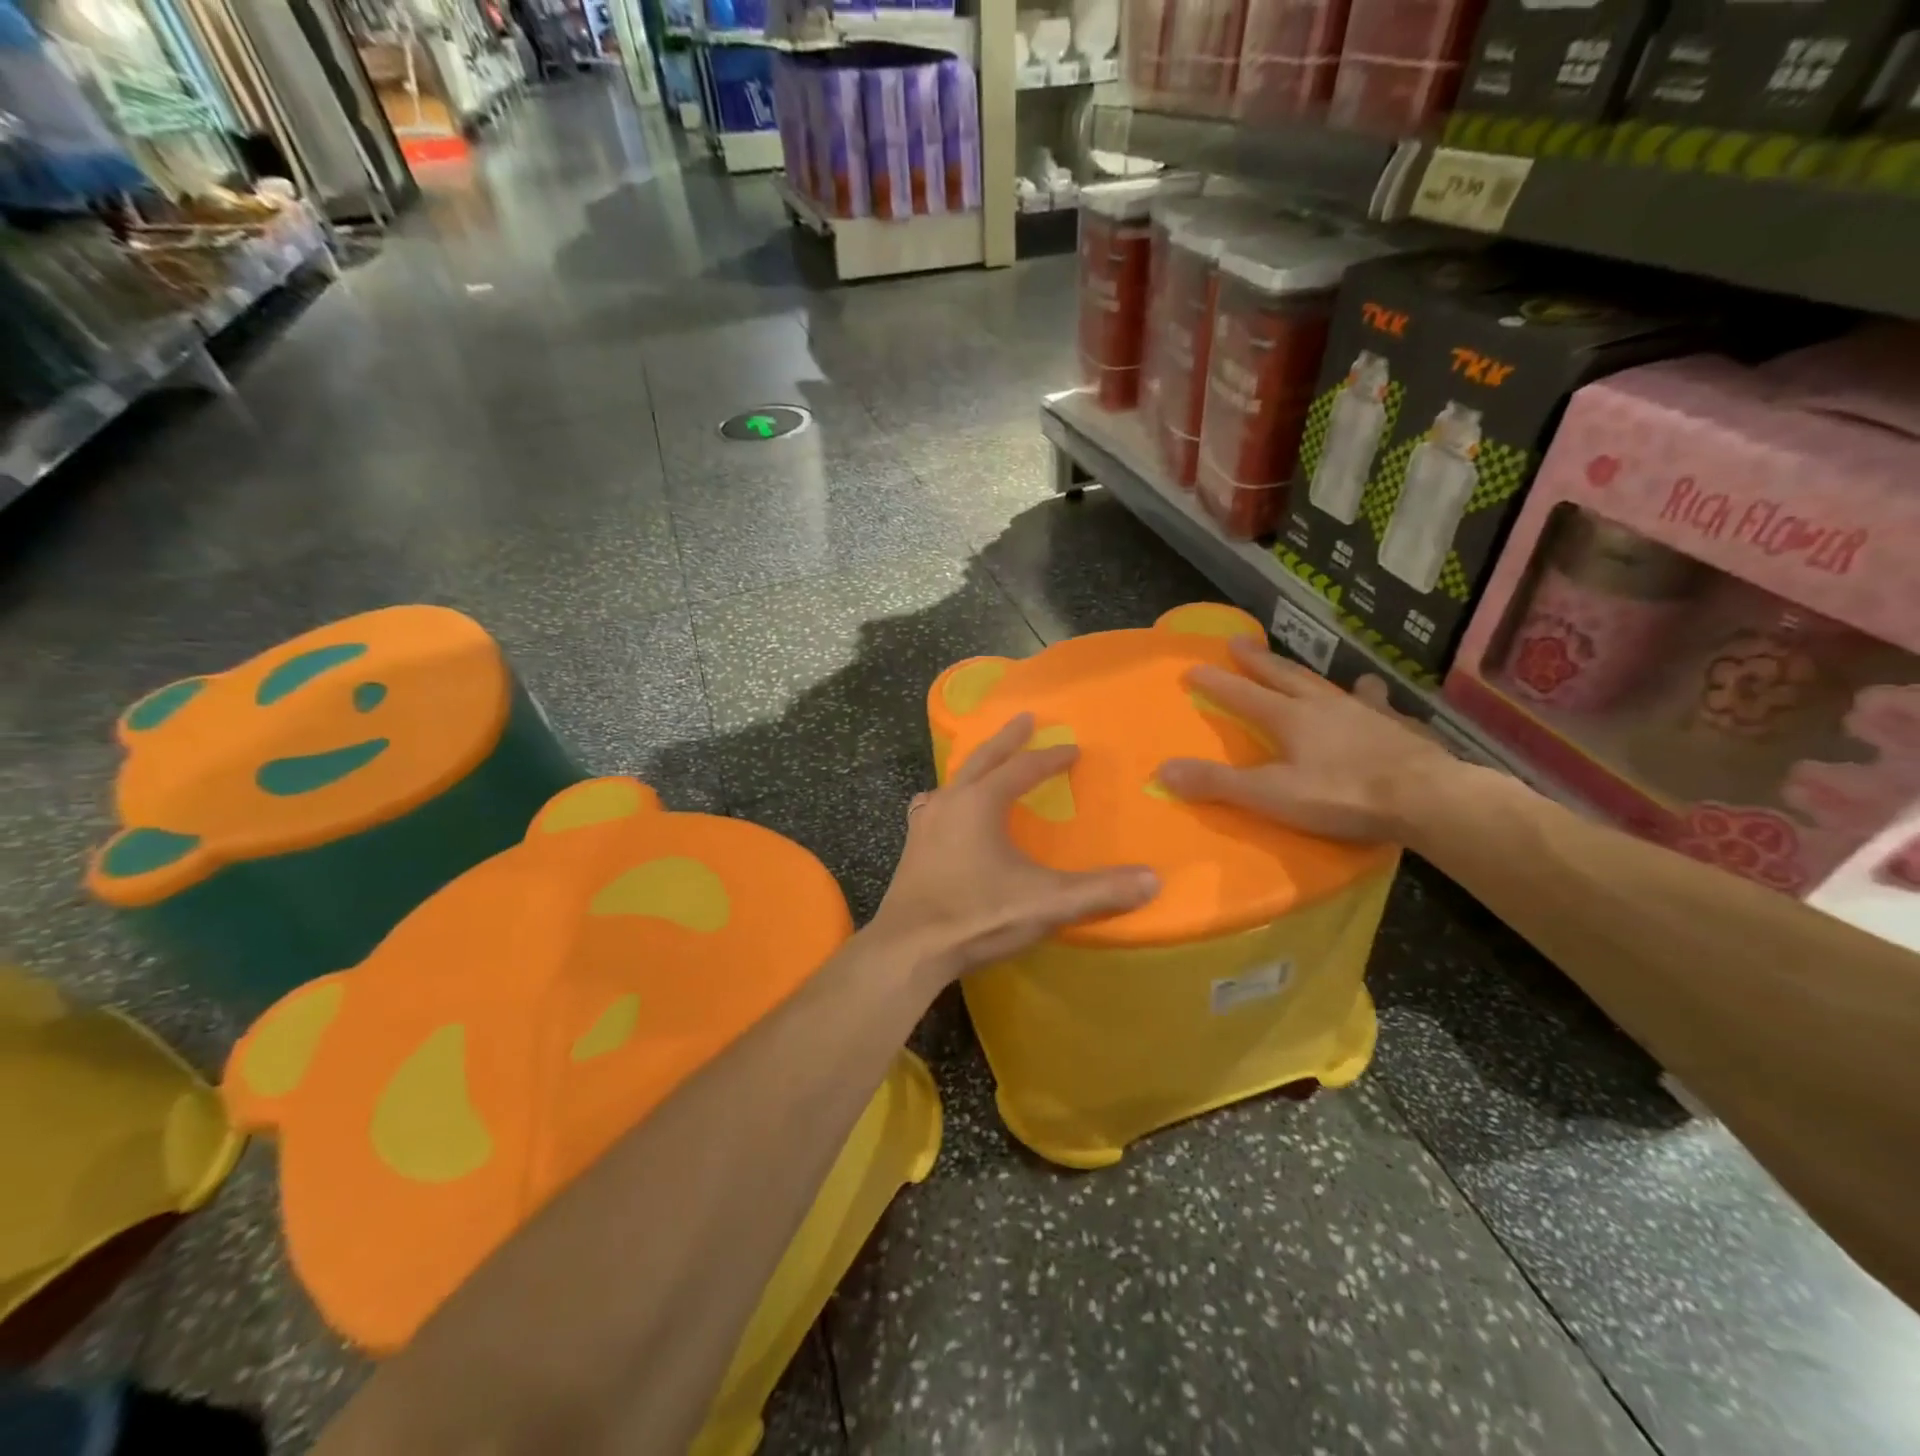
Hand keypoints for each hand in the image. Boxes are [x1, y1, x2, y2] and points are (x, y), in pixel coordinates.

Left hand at [871, 713, 1158, 984]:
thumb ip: (1100, 891)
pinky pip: (934, 805)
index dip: (1049, 758)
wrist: (909, 948)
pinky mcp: (912, 846)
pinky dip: (949, 796)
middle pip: (983, 759)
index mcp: (981, 803)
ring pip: (954, 780)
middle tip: (1025, 719)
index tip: (1072, 748)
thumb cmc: (978, 916)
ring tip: (989, 761)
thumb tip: (1153, 879)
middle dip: (1007, 739)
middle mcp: (950, 802)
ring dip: (977, 765)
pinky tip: (947, 809)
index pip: (1023, 769)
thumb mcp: (1046, 903)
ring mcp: (925, 823)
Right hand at [1156, 635, 1455, 842]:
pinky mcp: (1397, 726)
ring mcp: (1364, 712)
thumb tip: (1163, 770)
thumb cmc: (1343, 795)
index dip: (1217, 682)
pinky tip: (1373, 693)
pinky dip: (1367, 696)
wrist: (1426, 798)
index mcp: (1290, 718)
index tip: (1193, 667)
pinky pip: (1376, 703)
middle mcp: (1324, 705)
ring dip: (1308, 675)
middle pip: (1284, 676)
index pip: (1243, 695)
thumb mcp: (1271, 795)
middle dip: (1257, 661)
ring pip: (1328, 684)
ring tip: (1302, 670)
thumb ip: (1218, 783)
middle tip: (1238, 641)